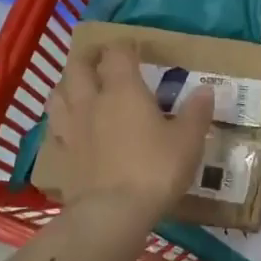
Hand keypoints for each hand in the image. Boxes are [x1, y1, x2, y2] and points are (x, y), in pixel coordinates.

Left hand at [46, 42, 213, 228]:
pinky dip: (61, 120)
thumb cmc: (154, 170)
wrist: (111, 214)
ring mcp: (71, 127)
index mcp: (123, 89)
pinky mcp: (60, 154)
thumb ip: (196, 113)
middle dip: (90, 57)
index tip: (135, 48)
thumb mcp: (187, 141)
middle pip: (78, 66)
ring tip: (80, 88)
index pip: (117, 53)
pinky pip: (55, 127)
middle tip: (102, 60)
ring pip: (59, 93)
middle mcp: (91, 100)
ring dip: (68, 84)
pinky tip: (70, 126)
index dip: (125, 46)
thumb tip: (206, 90)